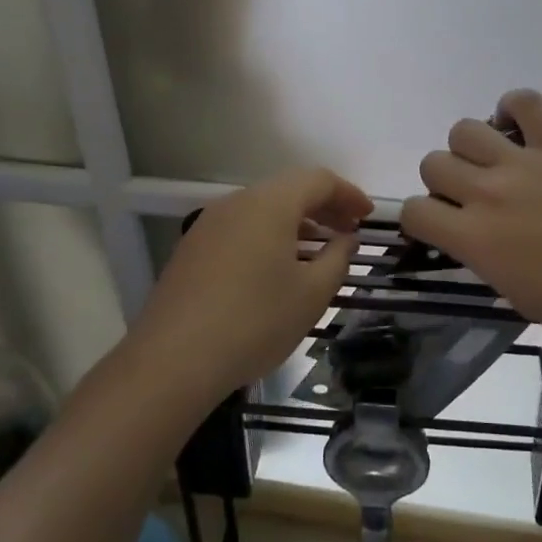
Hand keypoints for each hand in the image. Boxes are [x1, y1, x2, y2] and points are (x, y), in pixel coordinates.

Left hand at [131, 167, 371, 403]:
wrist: (173, 360)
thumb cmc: (255, 321)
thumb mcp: (311, 294)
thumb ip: (337, 259)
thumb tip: (345, 239)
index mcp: (270, 204)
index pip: (318, 180)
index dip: (349, 194)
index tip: (368, 216)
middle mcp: (237, 202)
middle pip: (288, 190)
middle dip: (323, 207)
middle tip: (348, 231)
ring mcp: (209, 224)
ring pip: (262, 210)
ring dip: (295, 223)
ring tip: (317, 250)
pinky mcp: (192, 249)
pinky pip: (240, 229)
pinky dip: (268, 237)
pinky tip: (276, 268)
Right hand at [401, 90, 541, 356]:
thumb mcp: (511, 291)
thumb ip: (481, 255)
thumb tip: (472, 233)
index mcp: (473, 238)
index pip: (414, 211)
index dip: (421, 217)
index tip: (441, 223)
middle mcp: (487, 193)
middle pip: (433, 163)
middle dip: (444, 181)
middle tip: (472, 194)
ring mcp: (524, 163)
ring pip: (464, 129)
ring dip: (470, 147)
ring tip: (494, 161)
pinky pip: (526, 102)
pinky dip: (514, 107)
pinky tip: (519, 126)